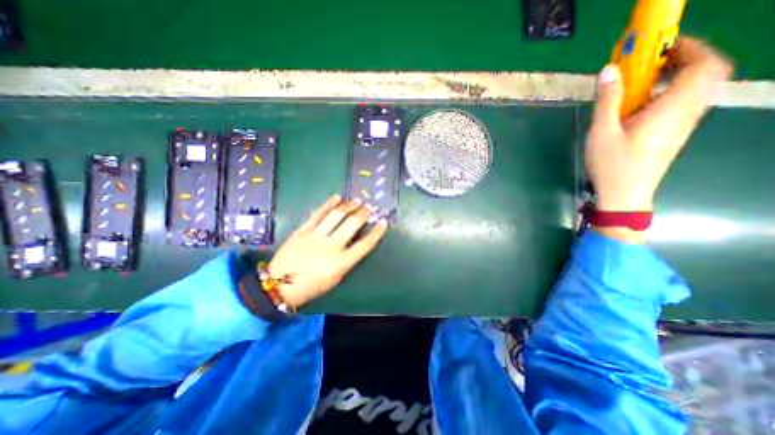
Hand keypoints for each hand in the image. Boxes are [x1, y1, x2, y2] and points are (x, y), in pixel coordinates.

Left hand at [267, 195, 386, 306]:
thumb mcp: (335, 278)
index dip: (376, 232)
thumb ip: (347, 260)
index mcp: (342, 263)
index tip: (383, 222)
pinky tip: (337, 198)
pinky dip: (328, 204)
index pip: (365, 245)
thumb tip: (355, 243)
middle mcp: (331, 247)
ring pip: (336, 216)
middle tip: (369, 207)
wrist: (280, 285)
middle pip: (352, 225)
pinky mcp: (303, 230)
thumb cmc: (312, 286)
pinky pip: (318, 214)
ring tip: (356, 201)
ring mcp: (316, 236)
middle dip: (363, 213)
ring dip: (349, 206)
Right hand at [588, 37, 733, 240]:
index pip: (704, 64)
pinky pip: (683, 105)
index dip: (690, 47)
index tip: (661, 47)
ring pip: (695, 89)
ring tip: (641, 85)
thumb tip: (609, 69)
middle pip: (706, 73)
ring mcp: (683, 125)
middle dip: (684, 60)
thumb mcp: (602, 132)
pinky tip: (640, 108)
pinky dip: (669, 95)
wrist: (624, 195)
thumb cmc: (612, 164)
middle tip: (651, 64)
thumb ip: (607, 100)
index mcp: (673, 108)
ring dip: (675, 78)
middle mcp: (687, 112)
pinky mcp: (673, 135)